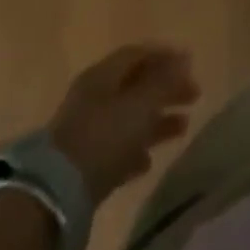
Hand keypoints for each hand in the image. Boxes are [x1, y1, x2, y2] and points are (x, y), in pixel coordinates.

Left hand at [47, 44, 199, 199]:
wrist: (54, 196)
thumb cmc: (103, 137)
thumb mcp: (141, 105)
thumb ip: (164, 81)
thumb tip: (184, 58)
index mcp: (103, 75)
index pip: (138, 54)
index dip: (165, 55)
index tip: (191, 64)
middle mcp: (93, 97)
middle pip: (135, 85)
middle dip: (166, 89)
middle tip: (194, 96)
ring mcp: (85, 131)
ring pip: (128, 117)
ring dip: (156, 120)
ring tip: (183, 128)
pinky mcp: (82, 164)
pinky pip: (115, 148)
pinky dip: (135, 149)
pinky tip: (149, 162)